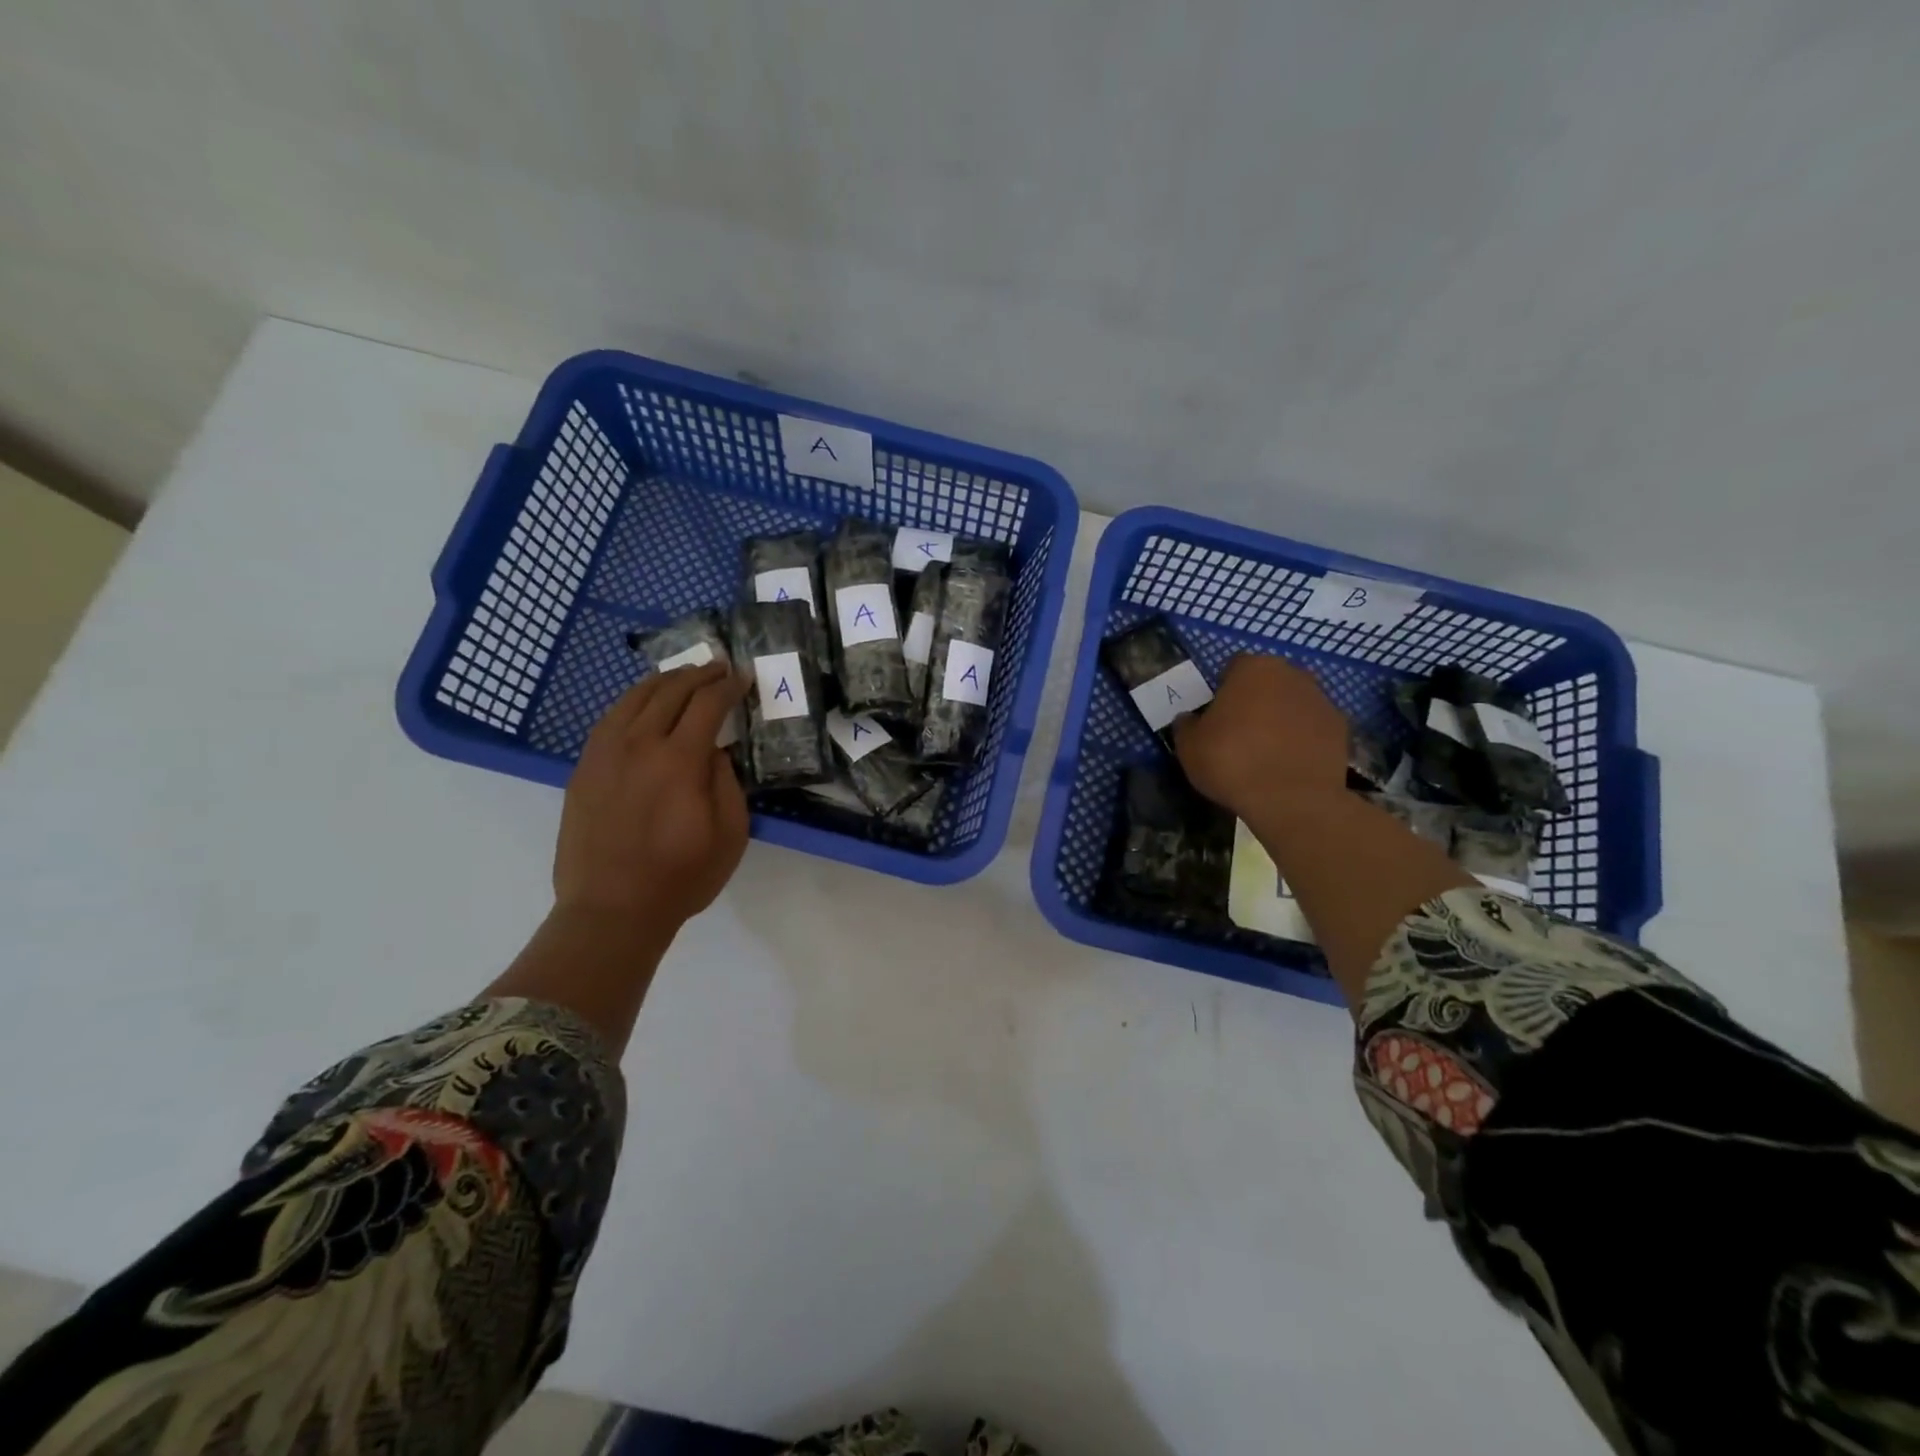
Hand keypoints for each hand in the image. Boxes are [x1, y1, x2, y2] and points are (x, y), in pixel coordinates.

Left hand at [553, 662, 749, 932]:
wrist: (612, 910)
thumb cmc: (681, 877)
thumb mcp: (730, 834)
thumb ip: (727, 783)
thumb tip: (716, 752)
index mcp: (679, 761)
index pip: (707, 704)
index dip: (729, 686)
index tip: (744, 676)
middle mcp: (639, 745)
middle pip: (670, 692)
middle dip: (699, 674)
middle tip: (719, 667)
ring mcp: (604, 754)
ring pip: (633, 698)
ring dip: (663, 680)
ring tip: (682, 675)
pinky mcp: (584, 769)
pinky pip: (608, 720)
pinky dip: (630, 701)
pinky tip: (641, 704)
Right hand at [1175, 653, 1348, 816]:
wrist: (1291, 799)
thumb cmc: (1231, 762)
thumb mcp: (1188, 746)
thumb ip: (1187, 725)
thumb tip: (1189, 719)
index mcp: (1253, 669)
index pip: (1233, 668)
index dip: (1223, 691)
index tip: (1216, 717)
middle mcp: (1291, 674)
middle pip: (1268, 682)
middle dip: (1256, 700)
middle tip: (1240, 733)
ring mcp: (1321, 700)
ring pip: (1293, 703)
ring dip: (1281, 719)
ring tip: (1266, 753)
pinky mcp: (1341, 728)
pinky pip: (1313, 728)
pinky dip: (1303, 740)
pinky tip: (1289, 764)